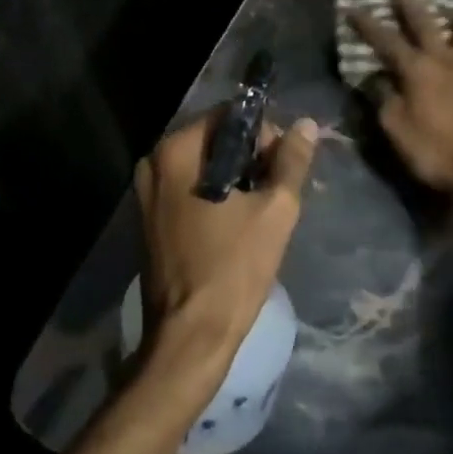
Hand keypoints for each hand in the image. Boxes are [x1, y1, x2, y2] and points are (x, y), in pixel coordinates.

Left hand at [134, 111, 317, 383]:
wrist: (191, 337)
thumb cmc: (233, 268)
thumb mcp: (274, 210)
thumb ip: (291, 161)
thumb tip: (306, 124)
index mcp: (176, 151)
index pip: (228, 116)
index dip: (263, 134)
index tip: (283, 166)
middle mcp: (154, 163)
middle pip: (214, 140)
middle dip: (249, 158)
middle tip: (276, 191)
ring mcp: (146, 193)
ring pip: (203, 167)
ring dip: (234, 179)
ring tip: (261, 210)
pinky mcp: (149, 220)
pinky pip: (188, 190)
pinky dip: (214, 196)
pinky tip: (236, 224)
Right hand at [351, 0, 452, 194]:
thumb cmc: (431, 151)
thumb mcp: (393, 127)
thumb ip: (382, 98)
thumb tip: (375, 79)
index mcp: (417, 69)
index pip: (386, 39)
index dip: (366, 23)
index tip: (350, 6)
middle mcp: (446, 60)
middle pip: (427, 20)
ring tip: (452, 18)